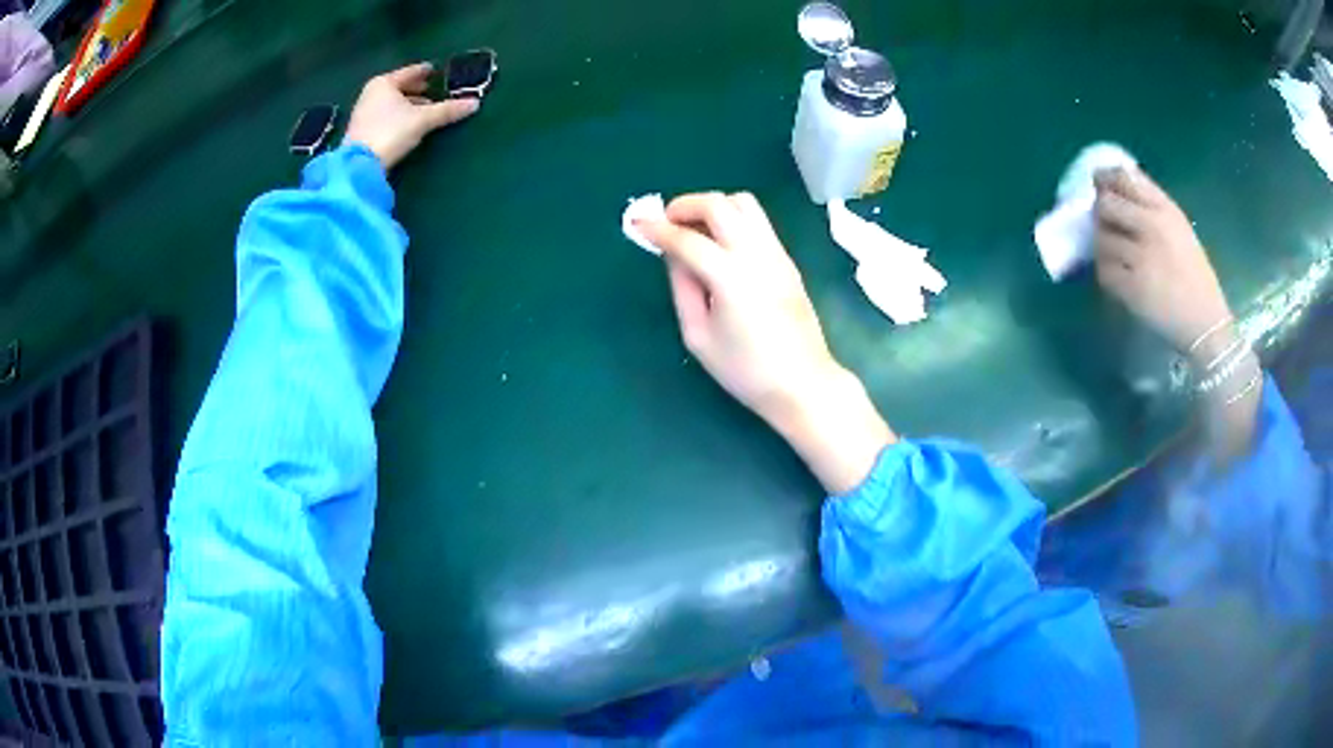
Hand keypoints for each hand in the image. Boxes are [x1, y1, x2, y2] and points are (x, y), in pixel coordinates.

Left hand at [343, 62, 479, 169]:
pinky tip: (410, 123)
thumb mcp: (423, 119)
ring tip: (426, 109)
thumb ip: (447, 110)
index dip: (426, 71)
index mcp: (384, 83)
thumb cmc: (391, 132)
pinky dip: (399, 115)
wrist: (359, 166)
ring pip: (392, 102)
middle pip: (400, 87)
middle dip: (418, 90)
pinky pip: (386, 115)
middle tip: (435, 91)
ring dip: (409, 104)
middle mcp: (371, 93)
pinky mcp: (362, 131)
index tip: (438, 71)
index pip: (411, 72)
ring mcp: (364, 112)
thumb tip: (474, 104)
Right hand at [638, 193, 893, 493]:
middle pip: (719, 205)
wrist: (802, 383)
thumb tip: (673, 255)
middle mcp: (757, 254)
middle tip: (666, 221)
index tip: (637, 224)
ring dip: (713, 206)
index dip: (658, 230)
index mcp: (731, 278)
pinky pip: (758, 221)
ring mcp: (777, 253)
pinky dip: (732, 218)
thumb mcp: (698, 337)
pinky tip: (719, 243)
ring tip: (694, 228)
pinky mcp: (787, 260)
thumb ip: (682, 289)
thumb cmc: (746, 371)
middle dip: (686, 205)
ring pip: (744, 204)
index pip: (688, 240)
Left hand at [1093, 167, 1232, 360]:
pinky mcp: (1132, 289)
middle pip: (1106, 204)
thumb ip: (1151, 203)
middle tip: (1105, 222)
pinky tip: (1118, 274)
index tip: (1100, 184)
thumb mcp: (1179, 227)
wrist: (1206, 324)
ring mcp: (1141, 259)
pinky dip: (1106, 271)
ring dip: (1103, 244)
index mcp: (1166, 210)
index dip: (1105, 178)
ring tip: (1116, 253)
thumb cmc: (1195, 275)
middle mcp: (1152, 228)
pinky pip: (1104, 271)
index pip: (1124, 178)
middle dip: (1100, 212)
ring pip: (1102, 238)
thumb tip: (1116, 179)